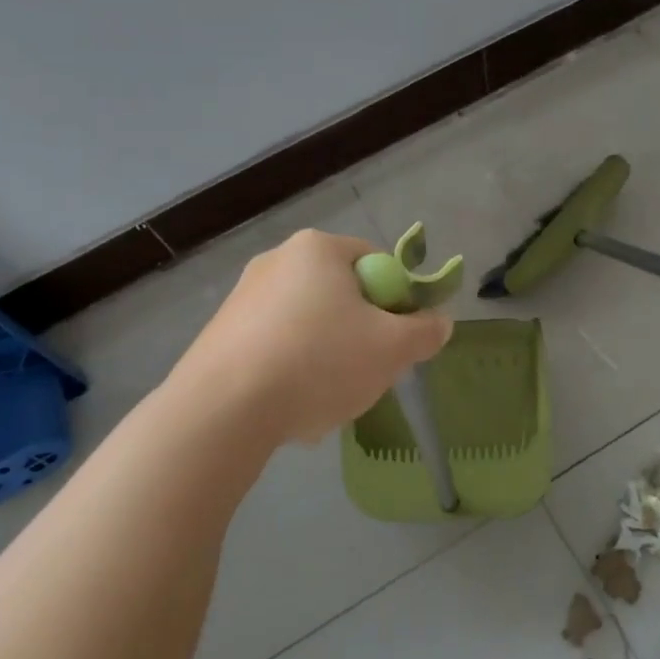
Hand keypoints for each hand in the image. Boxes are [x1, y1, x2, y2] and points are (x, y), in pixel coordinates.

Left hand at [169, 229, 453, 448]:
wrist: (222, 409)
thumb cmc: (319, 362)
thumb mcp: (391, 349)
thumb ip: (424, 332)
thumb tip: (439, 322)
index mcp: (318, 249)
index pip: (378, 263)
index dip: (398, 302)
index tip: (398, 339)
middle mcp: (277, 260)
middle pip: (343, 295)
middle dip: (361, 334)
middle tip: (368, 371)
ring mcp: (243, 297)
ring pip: (310, 326)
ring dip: (328, 358)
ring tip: (326, 398)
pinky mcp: (221, 333)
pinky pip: (275, 347)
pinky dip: (291, 372)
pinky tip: (290, 406)